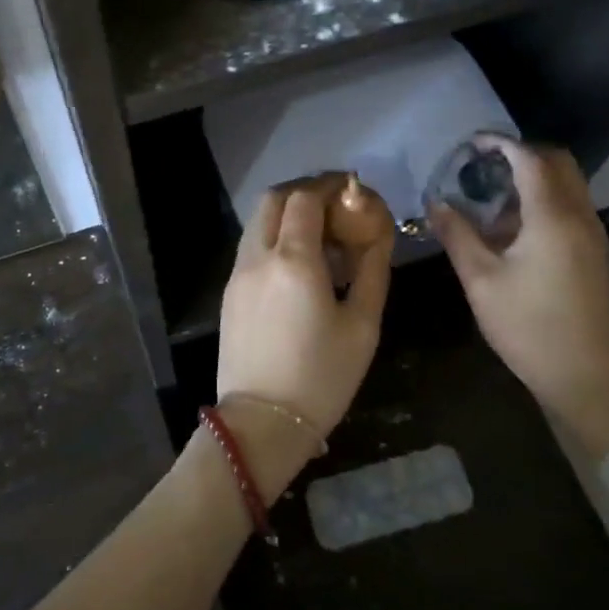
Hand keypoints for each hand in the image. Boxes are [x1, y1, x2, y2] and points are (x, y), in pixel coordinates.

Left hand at [215, 178, 392, 497]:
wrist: (261, 423)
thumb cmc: (322, 378)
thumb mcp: (363, 326)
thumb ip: (372, 271)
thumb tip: (379, 236)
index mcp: (294, 261)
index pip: (305, 198)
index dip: (329, 186)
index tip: (352, 190)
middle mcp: (258, 257)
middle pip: (273, 200)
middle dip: (304, 192)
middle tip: (334, 206)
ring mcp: (237, 274)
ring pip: (257, 222)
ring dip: (285, 214)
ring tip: (318, 235)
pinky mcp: (228, 293)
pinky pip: (250, 247)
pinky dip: (272, 237)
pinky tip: (296, 264)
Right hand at [430, 139, 608, 459]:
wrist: (592, 379)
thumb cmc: (531, 328)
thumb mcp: (482, 281)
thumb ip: (457, 236)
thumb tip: (435, 203)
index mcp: (552, 216)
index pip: (530, 158)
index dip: (500, 144)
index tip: (470, 143)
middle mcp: (579, 215)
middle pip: (557, 163)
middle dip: (520, 154)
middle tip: (481, 166)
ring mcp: (591, 235)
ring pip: (566, 186)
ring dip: (532, 179)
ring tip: (488, 196)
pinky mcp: (592, 254)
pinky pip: (568, 208)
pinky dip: (541, 201)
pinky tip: (509, 229)